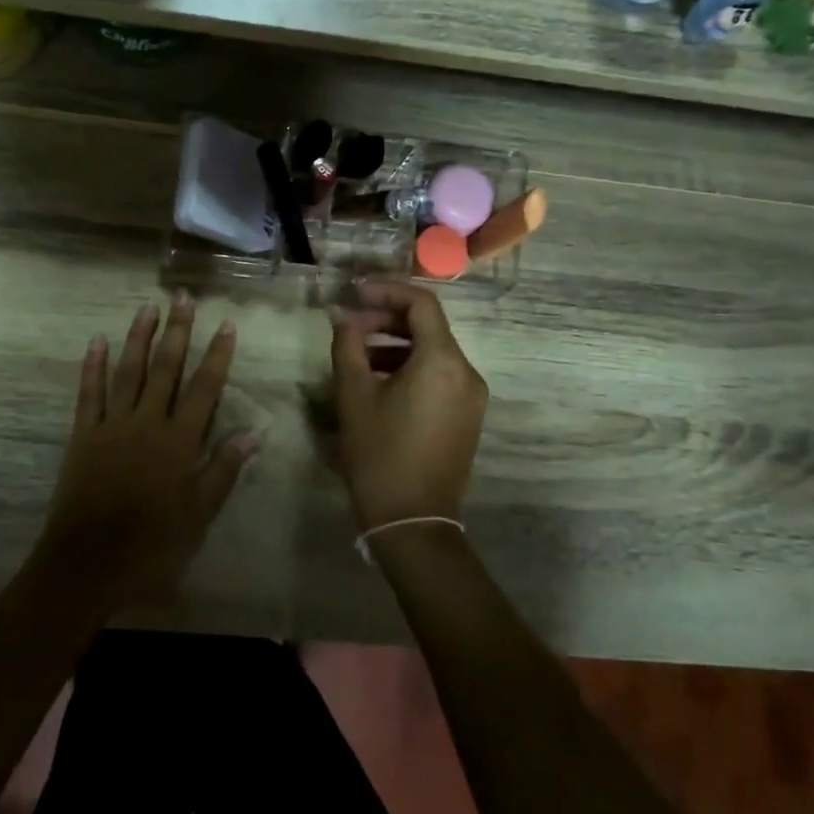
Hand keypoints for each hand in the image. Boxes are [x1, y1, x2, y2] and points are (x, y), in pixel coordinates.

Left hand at [34, 295, 258, 615]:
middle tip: (183, 297)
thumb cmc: (152, 542)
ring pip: (128, 371)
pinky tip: (98, 341)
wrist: (88, 562)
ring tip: (148, 306)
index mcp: (179, 440)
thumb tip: (254, 433)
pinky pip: (89, 393)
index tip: (226, 324)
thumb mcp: (199, 513)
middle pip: (165, 368)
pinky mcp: (84, 434)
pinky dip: (93, 366)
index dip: (217, 355)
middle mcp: (148, 422)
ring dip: (139, 337)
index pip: (204, 388)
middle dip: (177, 330)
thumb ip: (223, 469)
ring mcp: (112, 425)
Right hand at [329, 282, 487, 529]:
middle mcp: (466, 372)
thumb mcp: (353, 395)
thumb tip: (342, 315)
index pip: (421, 303)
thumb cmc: (379, 454)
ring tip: (357, 356)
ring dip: (396, 344)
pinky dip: (411, 367)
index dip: (385, 291)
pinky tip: (379, 382)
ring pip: (433, 351)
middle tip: (349, 326)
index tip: (353, 294)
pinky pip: (440, 375)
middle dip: (387, 319)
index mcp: (442, 361)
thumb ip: (347, 345)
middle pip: (429, 326)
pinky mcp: (467, 416)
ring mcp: (471, 396)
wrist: (413, 522)